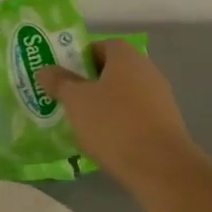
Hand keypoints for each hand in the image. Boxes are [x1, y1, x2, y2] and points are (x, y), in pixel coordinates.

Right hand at [41, 41, 202, 190]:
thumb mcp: (75, 100)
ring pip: (123, 95)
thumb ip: (59, 82)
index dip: (81, 57)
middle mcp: (147, 71)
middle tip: (67, 98)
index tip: (64, 75)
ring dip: (104, 105)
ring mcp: (160, 99)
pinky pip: (135, 116)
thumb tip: (45, 70)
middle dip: (89, 83)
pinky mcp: (166, 124)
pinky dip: (119, 123)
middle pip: (113, 70)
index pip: (102, 45)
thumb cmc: (113, 123)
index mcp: (127, 57)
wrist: (160, 167)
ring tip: (82, 123)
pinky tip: (104, 141)